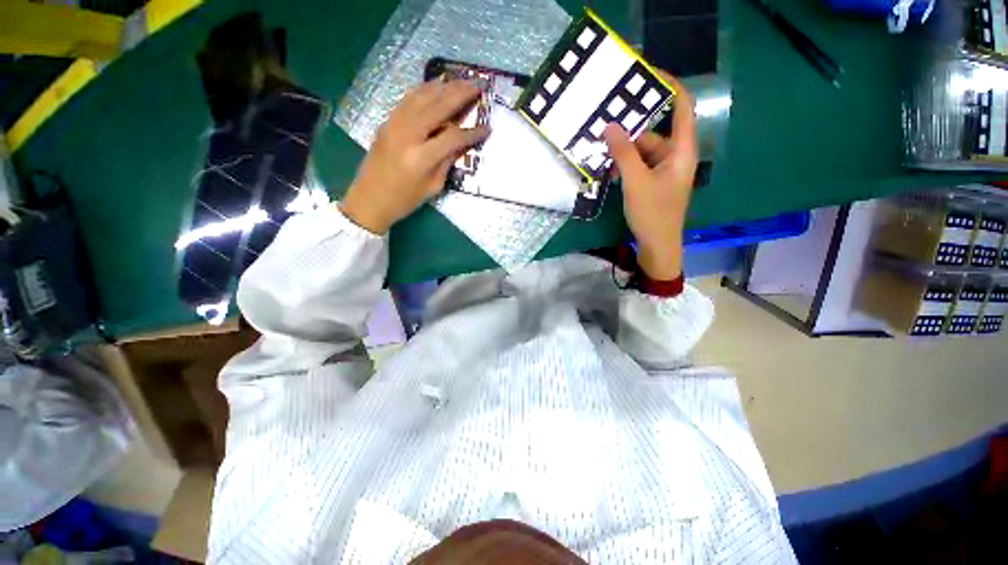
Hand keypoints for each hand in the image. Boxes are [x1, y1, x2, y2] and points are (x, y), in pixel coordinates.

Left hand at [339, 79, 490, 233]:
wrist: (369, 200)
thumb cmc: (404, 200)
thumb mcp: (432, 187)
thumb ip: (447, 162)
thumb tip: (460, 144)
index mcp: (421, 157)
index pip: (453, 137)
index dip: (472, 132)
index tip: (487, 127)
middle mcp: (408, 134)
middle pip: (438, 106)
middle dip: (461, 93)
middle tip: (478, 84)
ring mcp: (394, 124)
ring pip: (421, 96)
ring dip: (443, 86)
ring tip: (460, 80)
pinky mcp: (387, 122)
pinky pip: (407, 99)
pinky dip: (424, 90)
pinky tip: (436, 87)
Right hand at [603, 72, 696, 279]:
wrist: (658, 245)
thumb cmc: (653, 213)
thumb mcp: (636, 181)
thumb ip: (623, 153)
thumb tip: (610, 125)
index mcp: (681, 150)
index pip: (681, 107)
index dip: (669, 86)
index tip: (647, 74)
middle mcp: (675, 155)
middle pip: (653, 133)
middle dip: (629, 133)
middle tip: (603, 127)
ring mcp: (664, 170)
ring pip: (642, 151)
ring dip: (623, 153)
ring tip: (600, 153)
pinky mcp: (653, 182)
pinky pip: (639, 166)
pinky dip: (625, 166)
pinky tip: (609, 171)